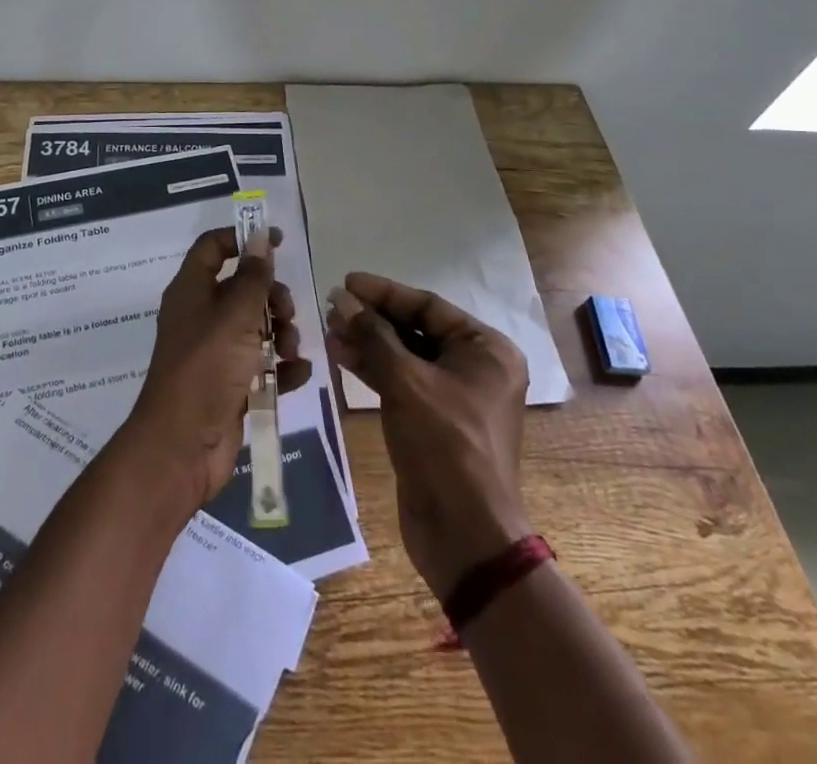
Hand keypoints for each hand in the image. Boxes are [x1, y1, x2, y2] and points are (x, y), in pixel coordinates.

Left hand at [122, 227, 312, 513]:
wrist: (182, 448)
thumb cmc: (205, 369)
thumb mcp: (234, 316)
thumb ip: (252, 277)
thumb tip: (258, 235)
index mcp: (191, 291)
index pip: (213, 247)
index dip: (243, 238)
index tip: (278, 241)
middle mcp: (201, 317)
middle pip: (242, 288)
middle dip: (271, 296)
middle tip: (287, 312)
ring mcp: (215, 353)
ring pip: (256, 327)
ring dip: (281, 333)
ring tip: (291, 349)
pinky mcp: (230, 385)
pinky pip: (262, 365)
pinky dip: (281, 367)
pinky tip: (298, 373)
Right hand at [325, 273, 530, 598]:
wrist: (463, 534)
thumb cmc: (444, 444)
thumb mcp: (406, 382)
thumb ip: (374, 335)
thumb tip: (343, 299)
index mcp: (486, 349)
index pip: (428, 305)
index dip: (384, 292)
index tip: (347, 282)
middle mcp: (475, 367)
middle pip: (416, 329)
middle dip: (373, 319)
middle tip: (333, 308)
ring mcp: (455, 396)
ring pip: (405, 356)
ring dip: (368, 342)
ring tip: (330, 329)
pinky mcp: (434, 421)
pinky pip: (402, 382)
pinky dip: (374, 369)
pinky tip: (342, 356)